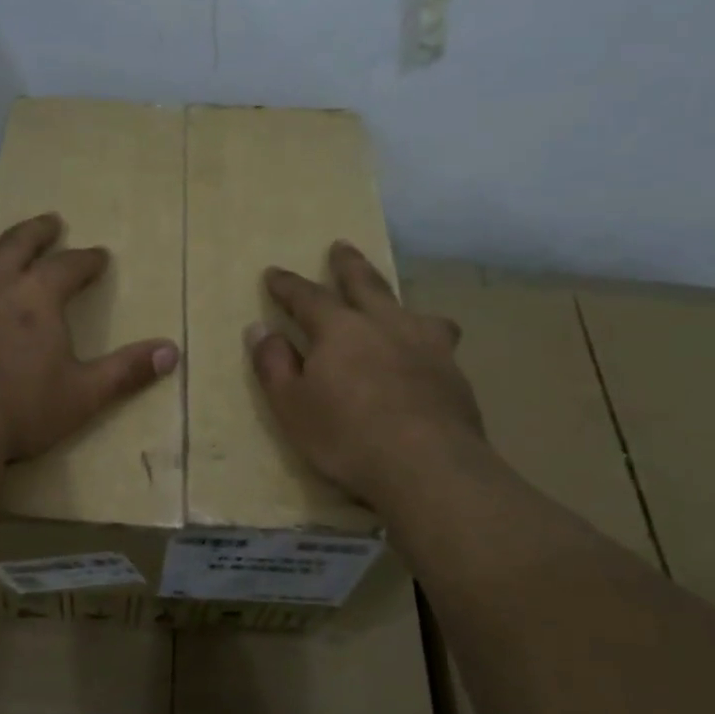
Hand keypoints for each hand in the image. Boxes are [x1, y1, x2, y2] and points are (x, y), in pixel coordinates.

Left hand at [0, 212, 179, 462]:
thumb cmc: (22, 409)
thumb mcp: (84, 395)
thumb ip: (126, 371)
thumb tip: (172, 351)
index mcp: (36, 297)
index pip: (69, 265)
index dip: (87, 260)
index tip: (99, 256)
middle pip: (16, 243)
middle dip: (38, 231)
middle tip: (51, 222)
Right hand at [249, 240, 486, 503]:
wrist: (428, 467)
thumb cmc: (347, 436)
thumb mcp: (292, 405)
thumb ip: (274, 364)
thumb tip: (260, 330)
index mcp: (341, 329)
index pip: (308, 297)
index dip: (288, 285)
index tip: (274, 273)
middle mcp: (385, 325)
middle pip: (365, 284)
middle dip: (348, 265)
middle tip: (341, 246)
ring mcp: (426, 346)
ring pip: (412, 310)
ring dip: (398, 301)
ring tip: (399, 306)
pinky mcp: (454, 374)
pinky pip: (437, 344)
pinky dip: (425, 341)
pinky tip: (427, 358)